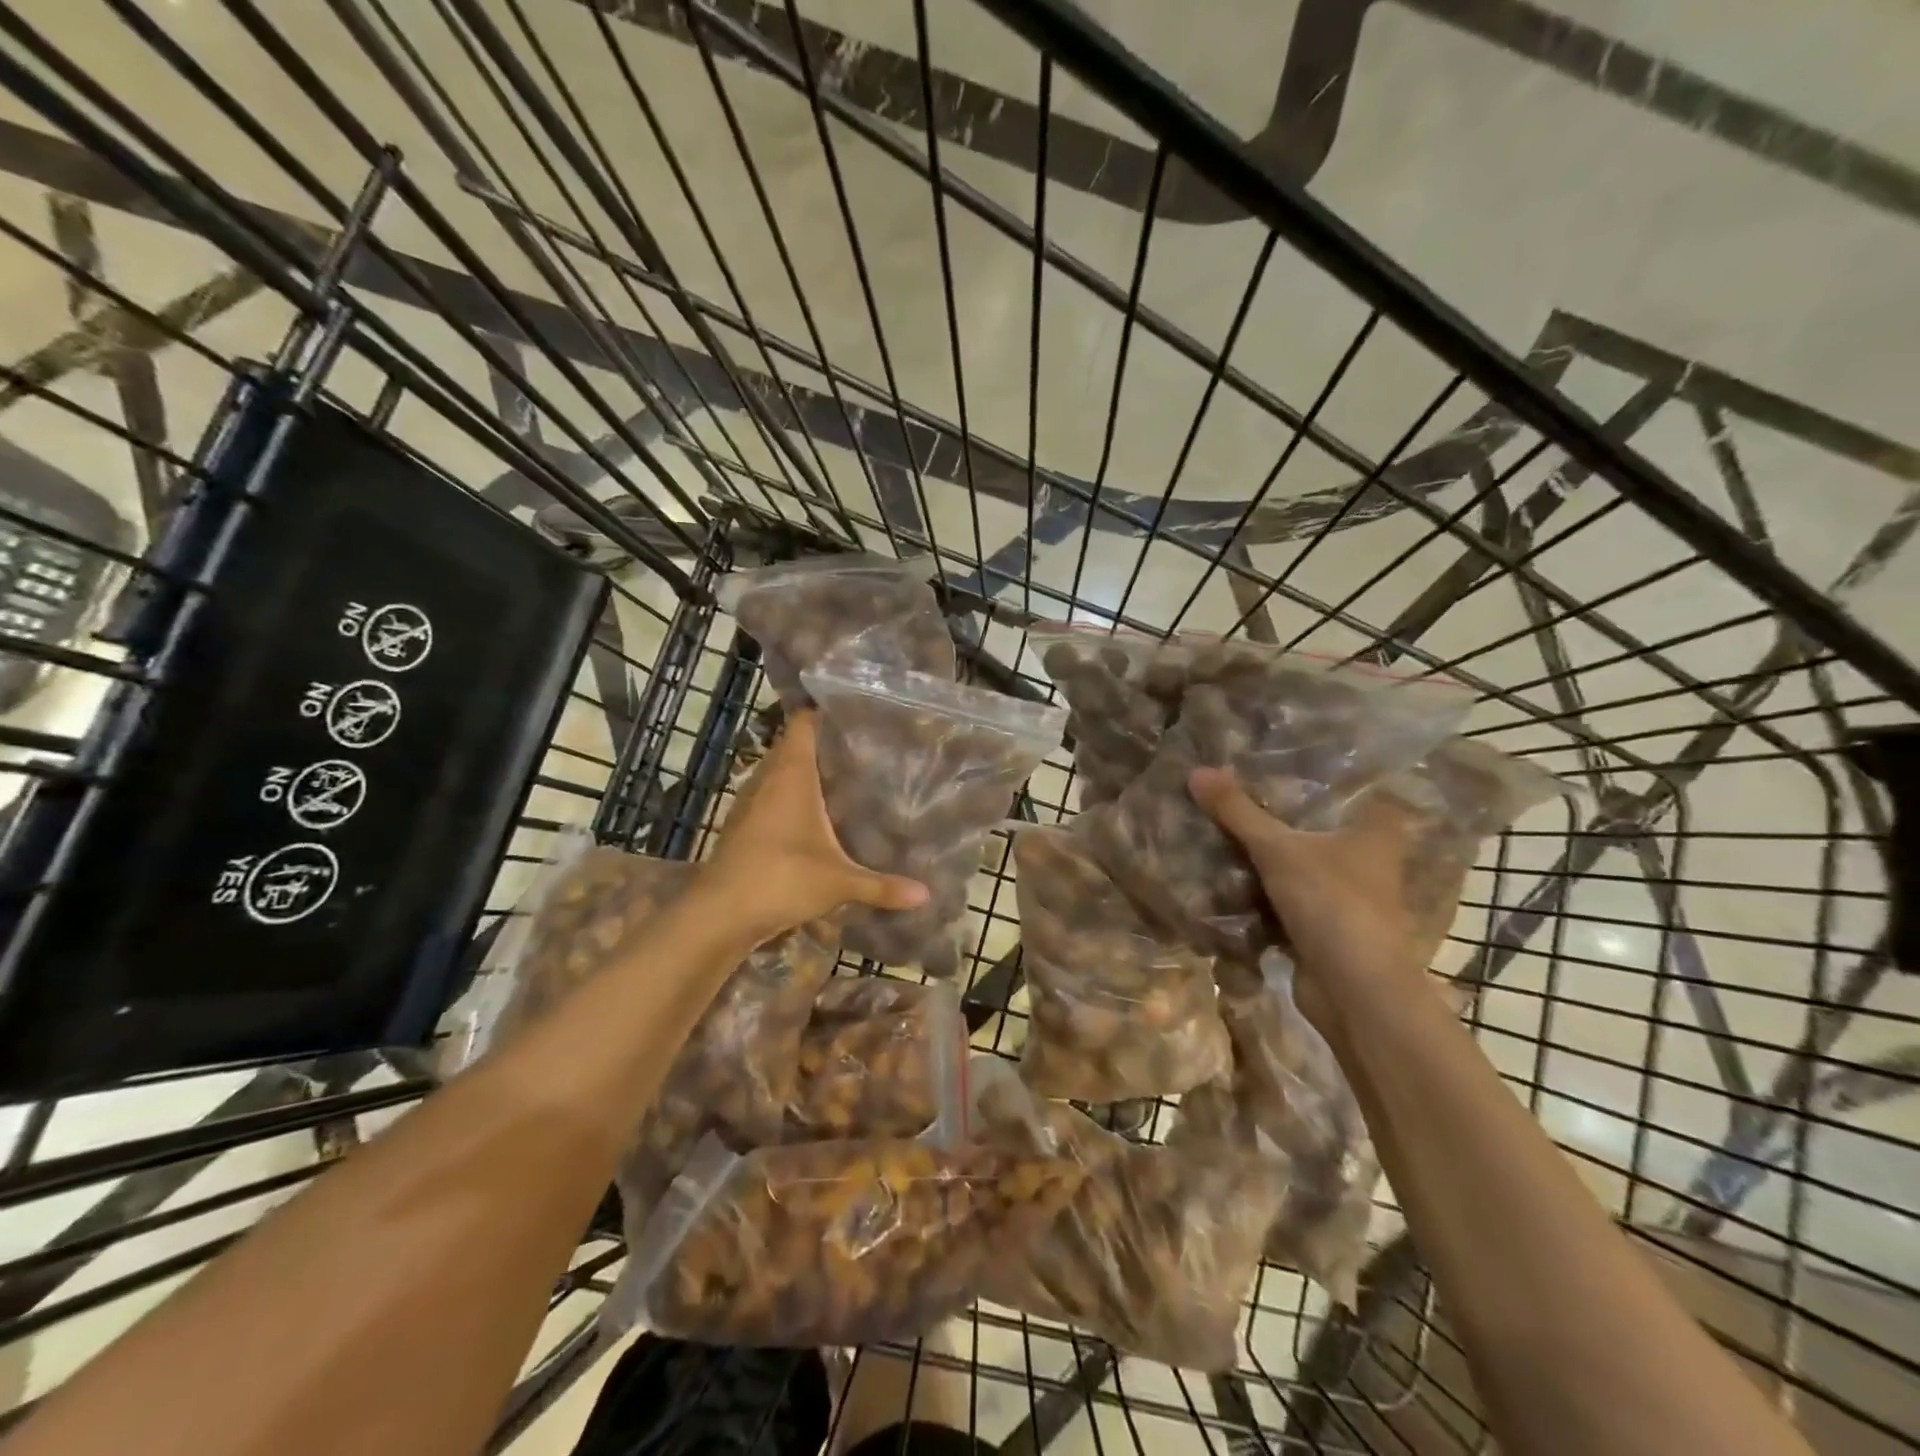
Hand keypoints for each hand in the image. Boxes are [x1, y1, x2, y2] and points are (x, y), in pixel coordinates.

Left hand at [702, 709, 928, 941]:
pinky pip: (771, 799)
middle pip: (794, 746)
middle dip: (824, 745)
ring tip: (845, 777)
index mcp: (792, 774)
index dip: (825, 712)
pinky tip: (815, 817)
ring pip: (780, 774)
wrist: (719, 914)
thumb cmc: (781, 879)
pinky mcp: (743, 827)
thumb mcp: (839, 882)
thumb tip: (927, 895)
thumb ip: (882, 886)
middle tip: (864, 747)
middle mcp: (768, 779)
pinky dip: (791, 800)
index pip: (804, 723)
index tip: (857, 712)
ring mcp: (751, 803)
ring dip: (806, 774)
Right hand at [1188, 766, 1427, 999]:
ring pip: (1301, 864)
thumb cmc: (1332, 903)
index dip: (1323, 774)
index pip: (1355, 788)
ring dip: (1270, 855)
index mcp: (1376, 831)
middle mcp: (1368, 860)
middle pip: (1320, 826)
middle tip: (1240, 789)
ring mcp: (1348, 897)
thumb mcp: (1278, 849)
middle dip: (1282, 815)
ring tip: (1225, 825)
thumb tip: (1197, 771)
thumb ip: (1238, 812)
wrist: (1354, 991)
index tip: (1284, 758)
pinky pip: (1288, 898)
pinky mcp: (1326, 928)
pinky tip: (1228, 873)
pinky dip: (1263, 891)